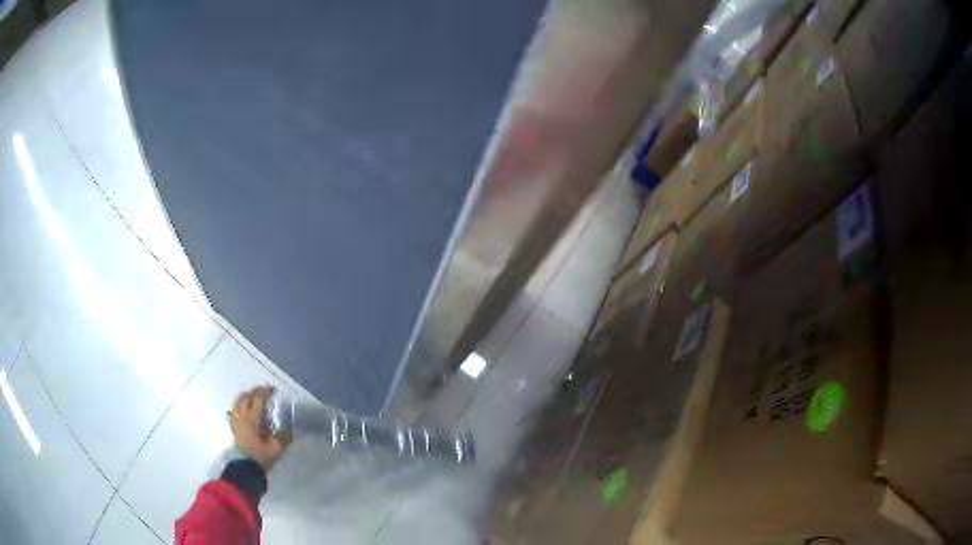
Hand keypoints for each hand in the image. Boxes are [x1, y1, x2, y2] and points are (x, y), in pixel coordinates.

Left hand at [227, 385, 291, 470]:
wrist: (246, 468)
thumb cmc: (261, 457)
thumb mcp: (277, 448)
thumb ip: (285, 436)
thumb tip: (293, 425)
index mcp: (254, 419)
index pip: (258, 399)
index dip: (266, 392)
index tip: (273, 390)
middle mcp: (243, 417)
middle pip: (246, 398)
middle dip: (254, 391)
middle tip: (263, 390)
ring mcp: (236, 422)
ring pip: (237, 403)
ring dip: (244, 397)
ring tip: (250, 396)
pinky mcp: (233, 429)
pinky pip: (231, 414)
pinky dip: (235, 409)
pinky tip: (237, 410)